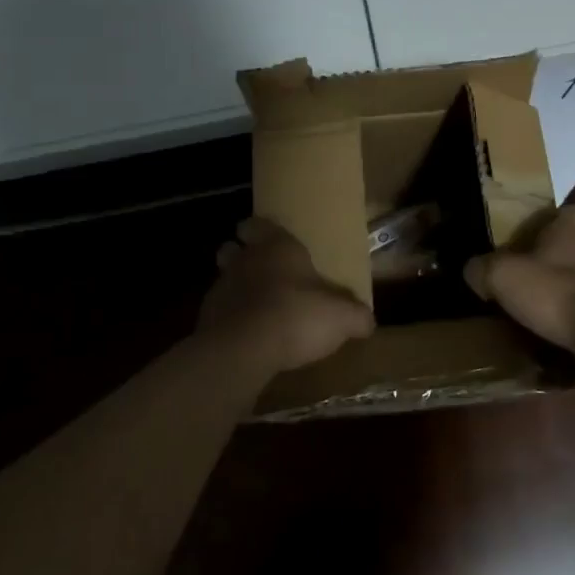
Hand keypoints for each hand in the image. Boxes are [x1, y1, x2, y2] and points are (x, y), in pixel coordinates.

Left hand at [202, 217, 374, 376]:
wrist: (243, 350)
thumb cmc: (296, 316)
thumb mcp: (341, 318)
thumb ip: (357, 316)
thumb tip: (368, 321)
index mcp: (277, 247)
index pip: (257, 224)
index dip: (260, 229)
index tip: (267, 237)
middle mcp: (245, 260)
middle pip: (233, 248)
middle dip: (242, 255)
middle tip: (261, 271)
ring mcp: (221, 288)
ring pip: (223, 278)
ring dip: (234, 288)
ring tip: (253, 306)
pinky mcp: (206, 319)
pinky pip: (218, 312)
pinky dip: (228, 319)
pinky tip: (243, 335)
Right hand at [463, 204, 574, 356]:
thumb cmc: (555, 294)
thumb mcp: (503, 277)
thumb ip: (483, 269)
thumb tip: (473, 270)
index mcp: (571, 234)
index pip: (574, 212)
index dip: (559, 220)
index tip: (540, 234)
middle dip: (558, 264)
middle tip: (530, 283)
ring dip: (569, 296)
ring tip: (543, 317)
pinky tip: (560, 342)